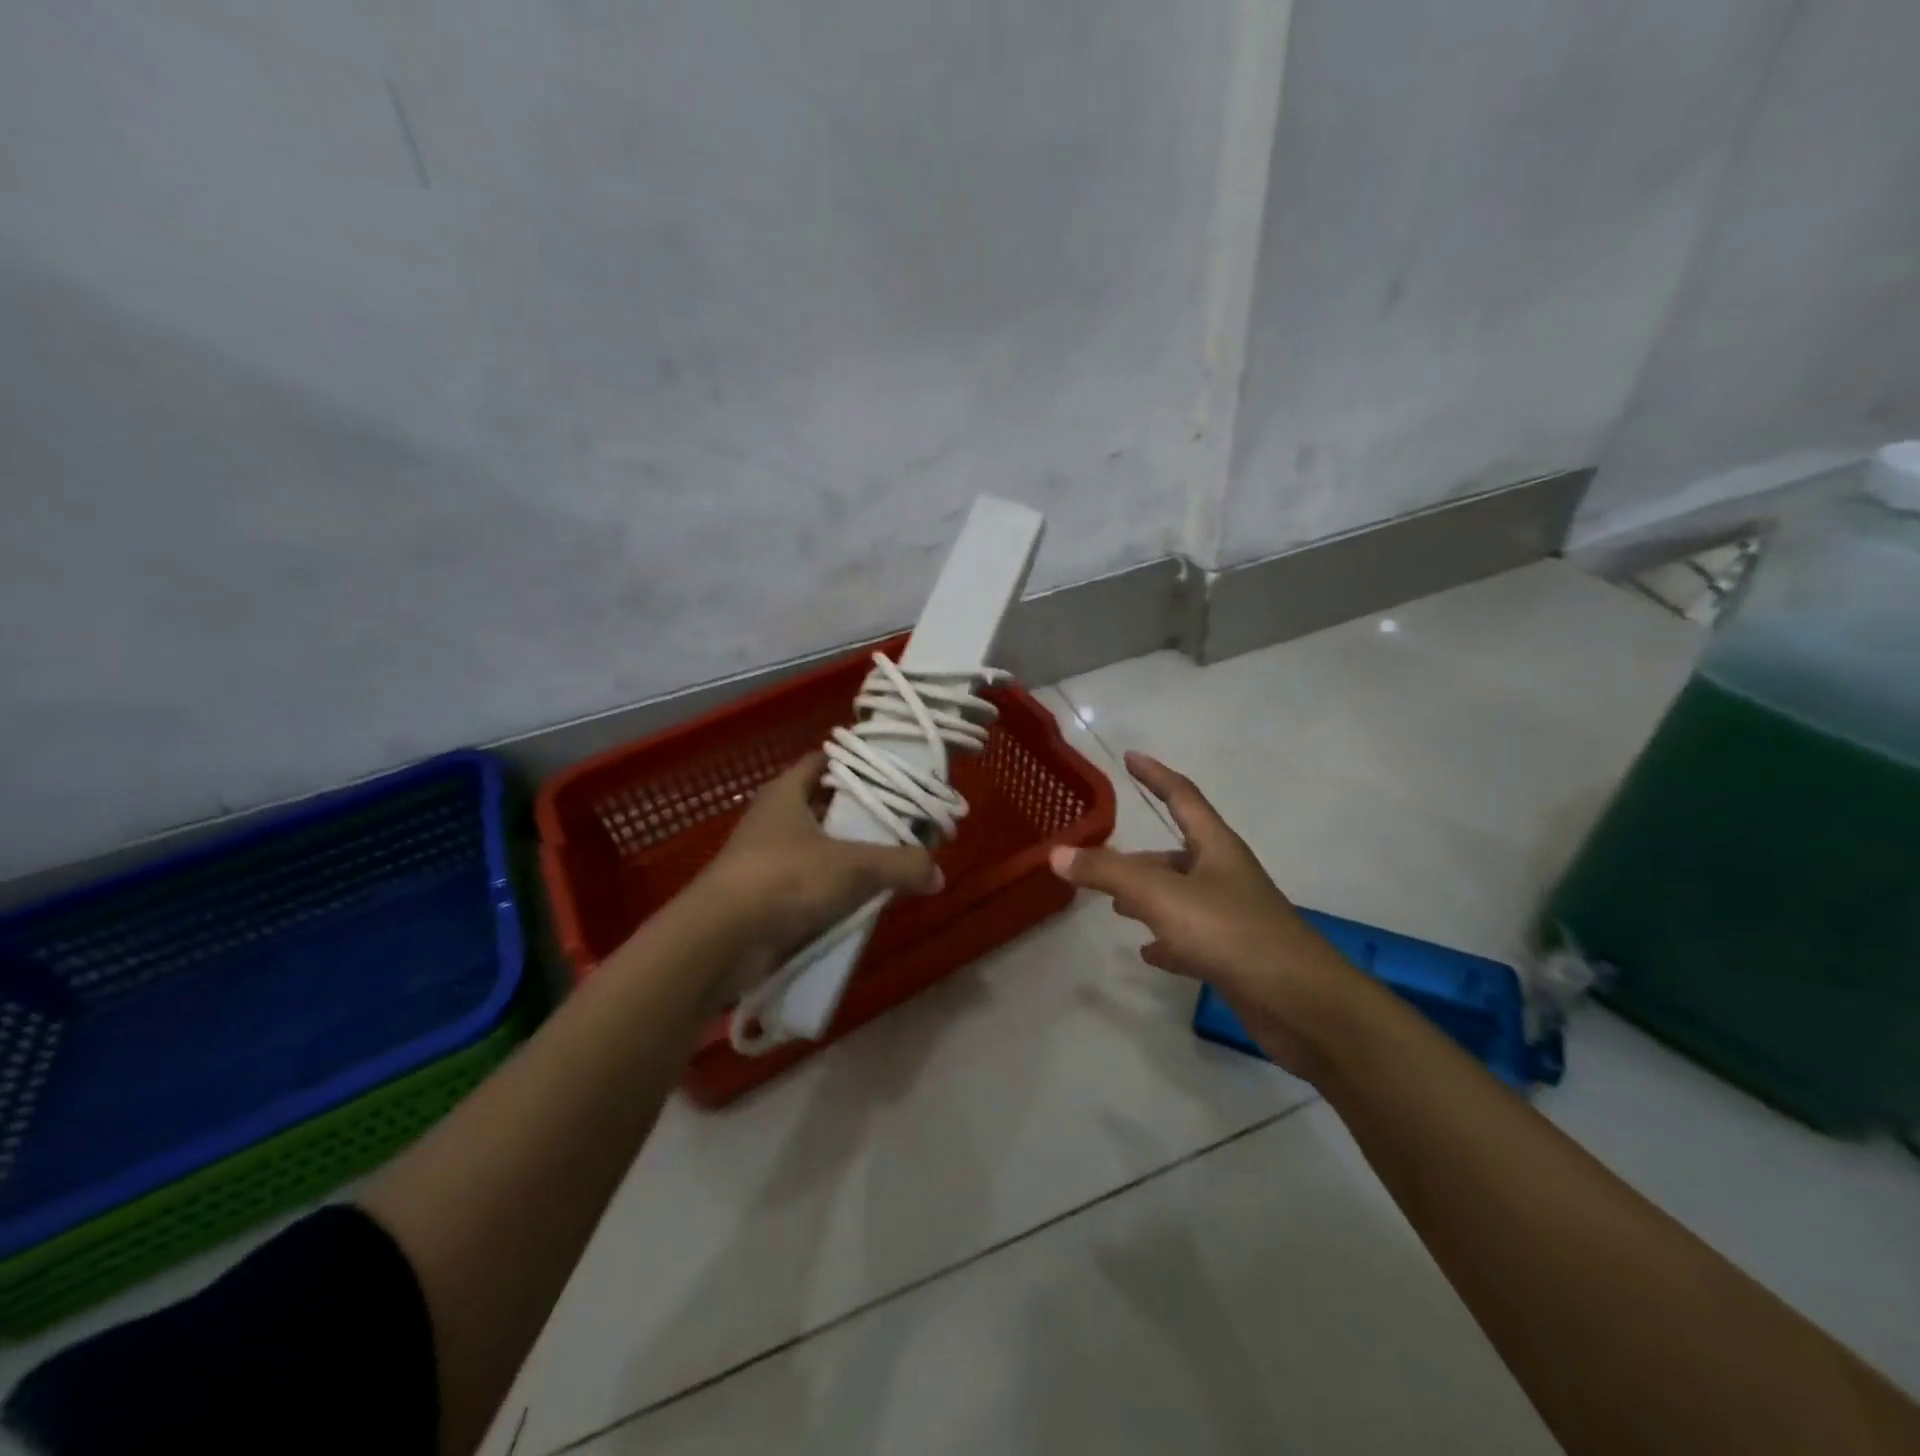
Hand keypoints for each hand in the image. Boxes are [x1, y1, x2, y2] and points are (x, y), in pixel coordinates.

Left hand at [685, 752, 941, 998]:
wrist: (720, 940)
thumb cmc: (785, 879)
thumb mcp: (853, 866)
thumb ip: (900, 865)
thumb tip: (937, 873)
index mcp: (786, 793)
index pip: (824, 761)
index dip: (856, 764)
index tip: (892, 773)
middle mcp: (774, 819)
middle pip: (825, 805)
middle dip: (861, 814)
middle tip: (902, 822)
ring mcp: (766, 859)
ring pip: (818, 847)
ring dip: (849, 855)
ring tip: (891, 862)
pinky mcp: (765, 896)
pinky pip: (809, 885)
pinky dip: (833, 890)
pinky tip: (862, 901)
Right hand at [1049, 751, 1362, 1077]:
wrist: (1301, 1004)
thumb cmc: (1232, 933)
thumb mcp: (1162, 897)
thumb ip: (1108, 873)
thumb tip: (1057, 853)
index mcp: (1216, 847)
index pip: (1182, 796)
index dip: (1155, 775)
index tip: (1131, 757)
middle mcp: (1225, 875)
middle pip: (1176, 853)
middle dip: (1139, 856)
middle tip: (1101, 861)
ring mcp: (1232, 917)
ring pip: (1180, 896)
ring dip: (1148, 897)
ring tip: (1115, 905)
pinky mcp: (1234, 956)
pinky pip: (1190, 937)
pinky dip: (1166, 939)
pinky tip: (1147, 952)